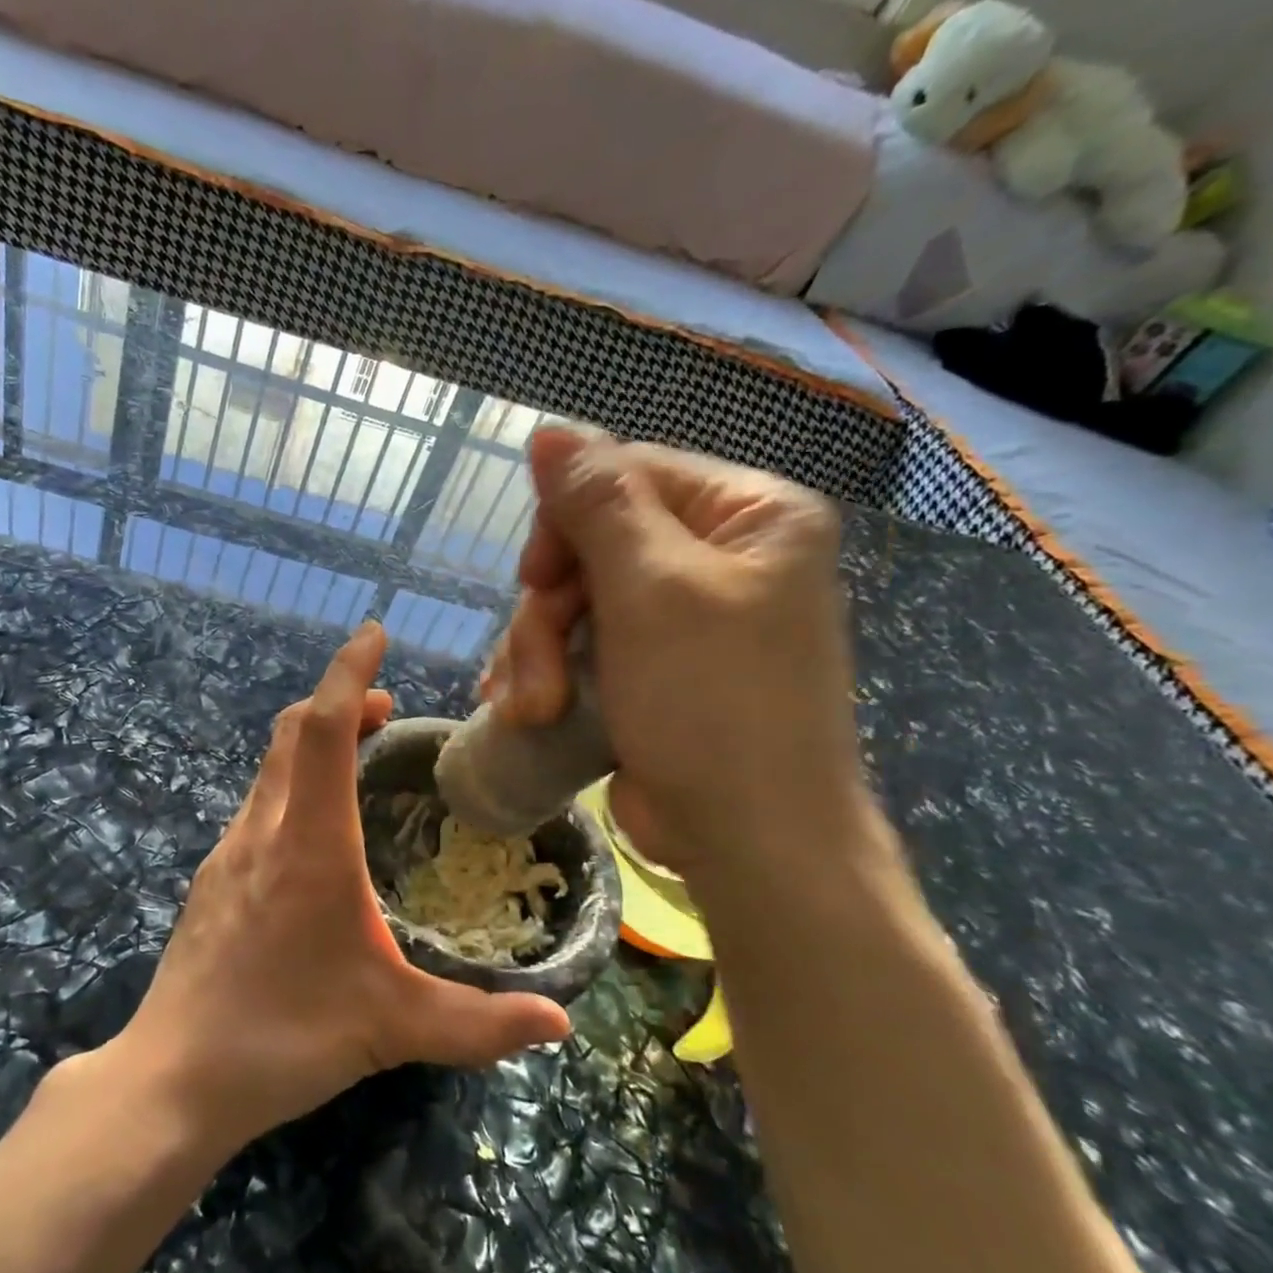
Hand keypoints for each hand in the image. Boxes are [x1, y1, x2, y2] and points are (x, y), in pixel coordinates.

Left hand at [111, 622, 571, 1153]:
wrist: (175, 1075)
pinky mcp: (213, 879)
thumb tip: (560, 1024)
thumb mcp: (392, 1028)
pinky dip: (291, 783)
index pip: (326, 730)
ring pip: (271, 767)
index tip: (373, 634)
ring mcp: (229, 852)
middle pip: (294, 733)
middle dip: (339, 701)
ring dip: (313, 741)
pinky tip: (314, 829)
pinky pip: (258, 804)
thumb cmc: (284, 1037)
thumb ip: (480, 1025)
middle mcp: (263, 831)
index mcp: (309, 845)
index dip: (350, 673)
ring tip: (358, 755)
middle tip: (386, 707)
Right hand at [482, 428, 865, 875]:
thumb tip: (550, 431)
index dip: (566, 524)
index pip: (627, 477)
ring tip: (532, 711)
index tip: (536, 582)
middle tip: (537, 674)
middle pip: (592, 547)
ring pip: (574, 604)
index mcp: (747, 516)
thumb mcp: (652, 591)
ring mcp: (680, 621)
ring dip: (538, 656)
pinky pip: (579, 647)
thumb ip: (598, 504)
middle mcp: (718, 559)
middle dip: (549, 614)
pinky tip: (522, 711)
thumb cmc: (712, 703)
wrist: (750, 840)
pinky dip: (546, 677)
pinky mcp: (649, 671)